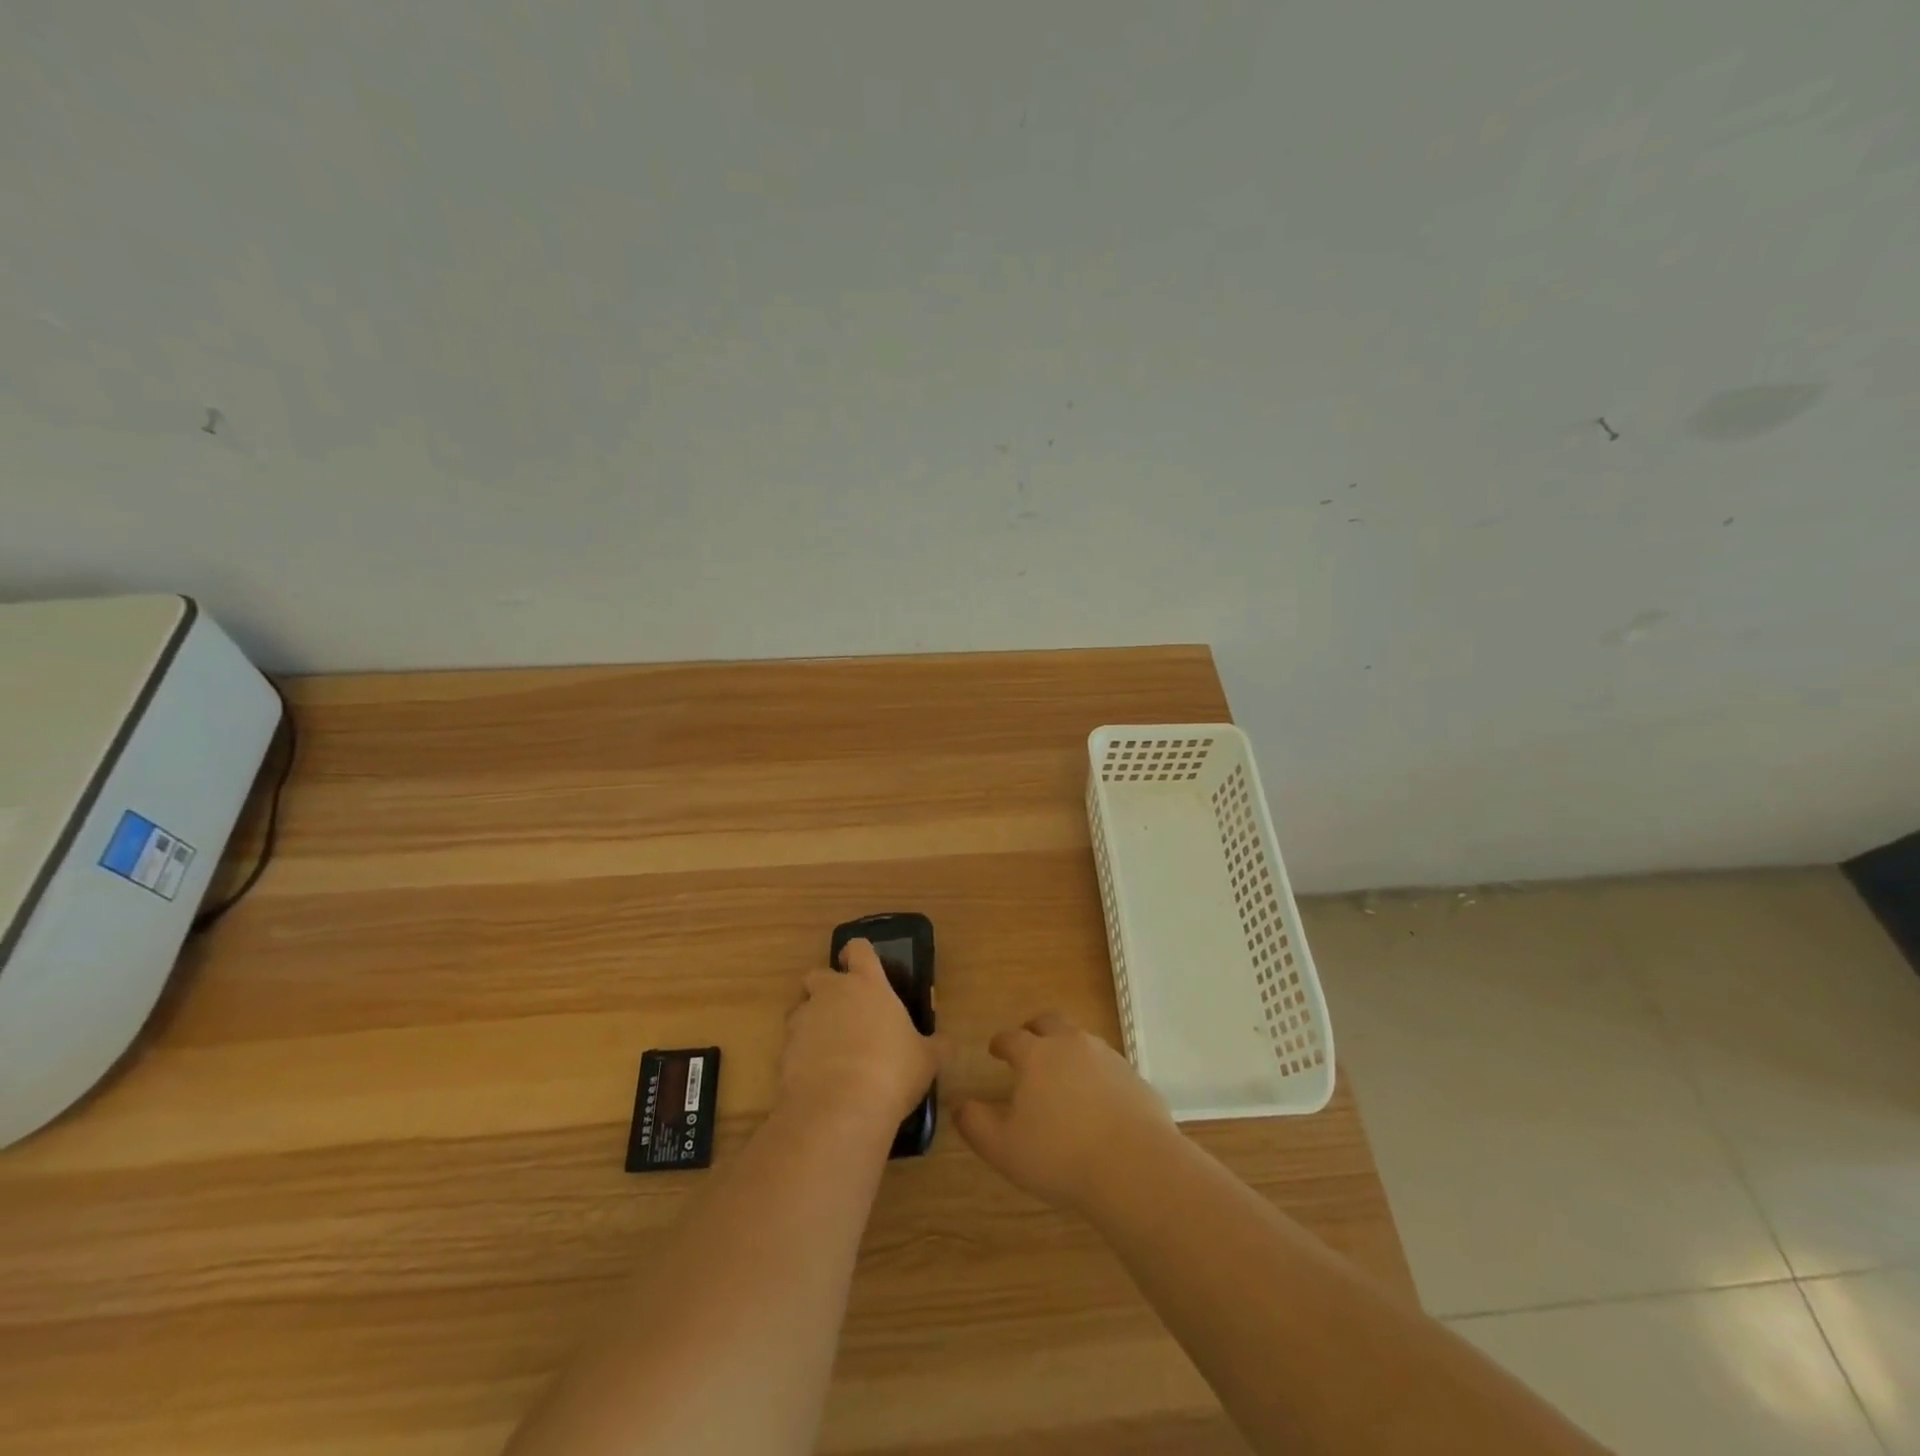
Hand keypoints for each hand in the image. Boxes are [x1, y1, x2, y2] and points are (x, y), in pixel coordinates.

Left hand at [779, 939, 937, 1138]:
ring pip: (801, 1009)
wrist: (840, 1110)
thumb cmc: (892, 1072)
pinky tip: (818, 1079)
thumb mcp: (926, 1060)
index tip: (863, 968)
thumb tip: (946, 1043)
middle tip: (845, 1013)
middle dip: (826, 988)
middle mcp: (831, 993)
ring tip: (830, 1051)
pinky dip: (802, 1056)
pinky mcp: (784, 1050)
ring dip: (812, 1022)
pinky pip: (792, 1044)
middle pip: (819, 974)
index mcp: (868, 984)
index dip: (859, 955)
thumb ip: (936, 1046)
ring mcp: (804, 1020)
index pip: (858, 949)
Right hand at [955, 1012, 1177, 1210]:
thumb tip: (957, 1105)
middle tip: (1028, 1042)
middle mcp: (1071, 1045)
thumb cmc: (1060, 1156)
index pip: (1012, 1037)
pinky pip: (1107, 1063)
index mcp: (1036, 1055)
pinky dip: (1095, 1071)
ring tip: (1061, 1070)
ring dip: (1066, 1046)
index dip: (1000, 1042)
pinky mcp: (1133, 1076)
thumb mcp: (1003, 1148)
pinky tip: (1095, 1097)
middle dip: (1035, 1028)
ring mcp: (1107, 1057)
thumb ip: (975, 1124)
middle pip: (1050, 1022)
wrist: (1135, 1166)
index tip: (994, 1049)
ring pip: (1081, 1038)